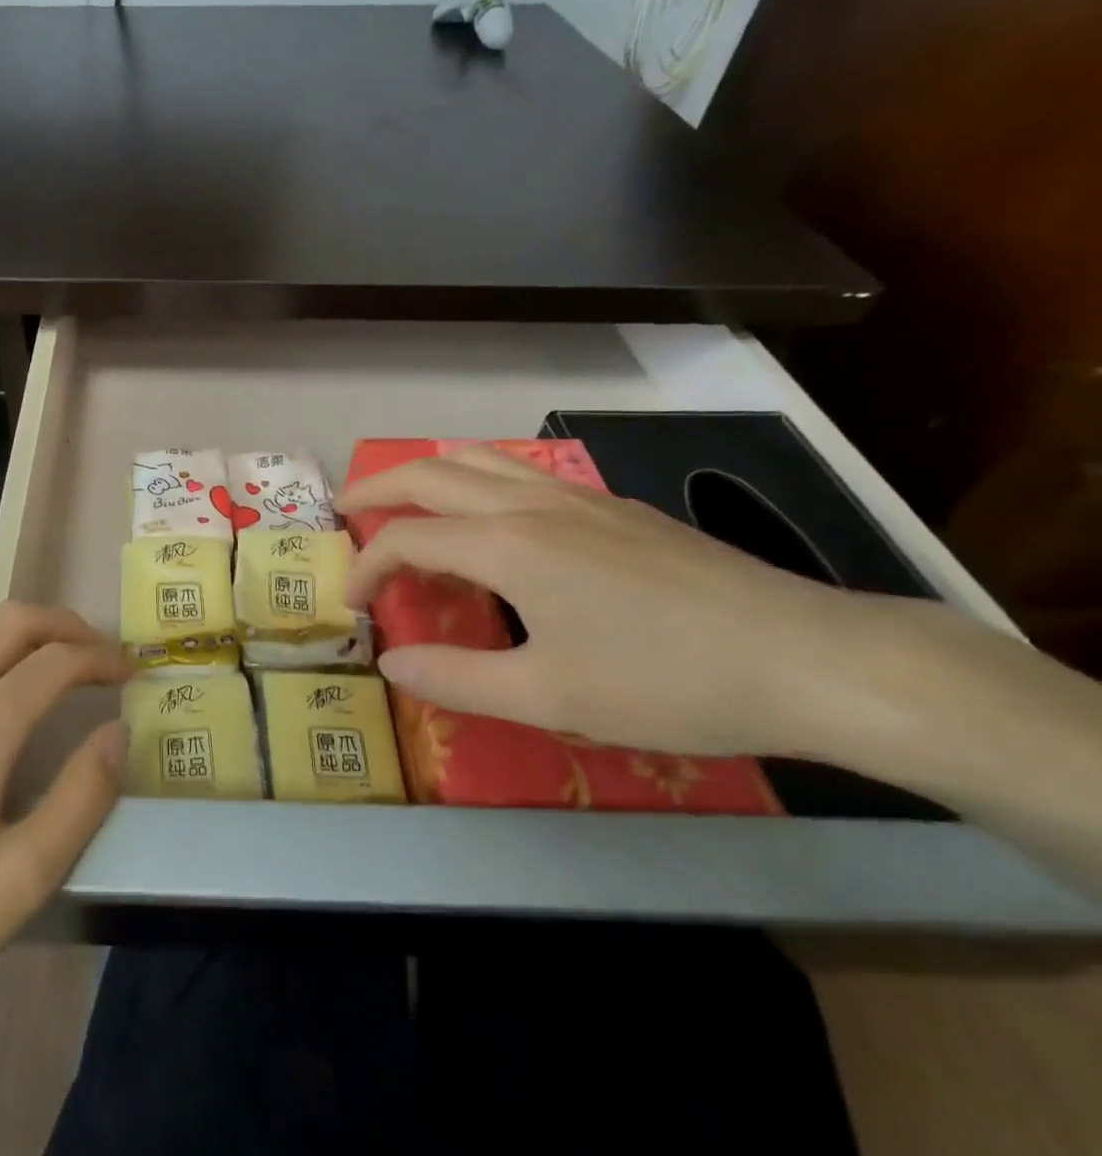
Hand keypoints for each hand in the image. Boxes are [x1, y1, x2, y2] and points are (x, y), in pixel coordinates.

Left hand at [0, 603, 128, 1070]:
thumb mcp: (20, 883)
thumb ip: (81, 797)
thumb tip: (117, 732)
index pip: (54, 661)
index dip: (100, 658)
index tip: (127, 673)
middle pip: (10, 621)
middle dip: (64, 625)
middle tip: (96, 653)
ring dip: (15, 628)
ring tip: (43, 659)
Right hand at [338, 446, 901, 758]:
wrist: (808, 658)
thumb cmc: (667, 681)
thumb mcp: (550, 696)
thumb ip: (457, 678)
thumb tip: (391, 662)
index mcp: (507, 546)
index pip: (407, 539)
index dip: (367, 567)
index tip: (354, 604)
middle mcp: (532, 505)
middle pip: (431, 473)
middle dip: (377, 487)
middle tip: (346, 511)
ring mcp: (578, 497)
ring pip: (479, 459)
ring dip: (429, 474)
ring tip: (408, 503)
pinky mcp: (614, 507)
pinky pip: (521, 472)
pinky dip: (477, 480)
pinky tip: (494, 521)